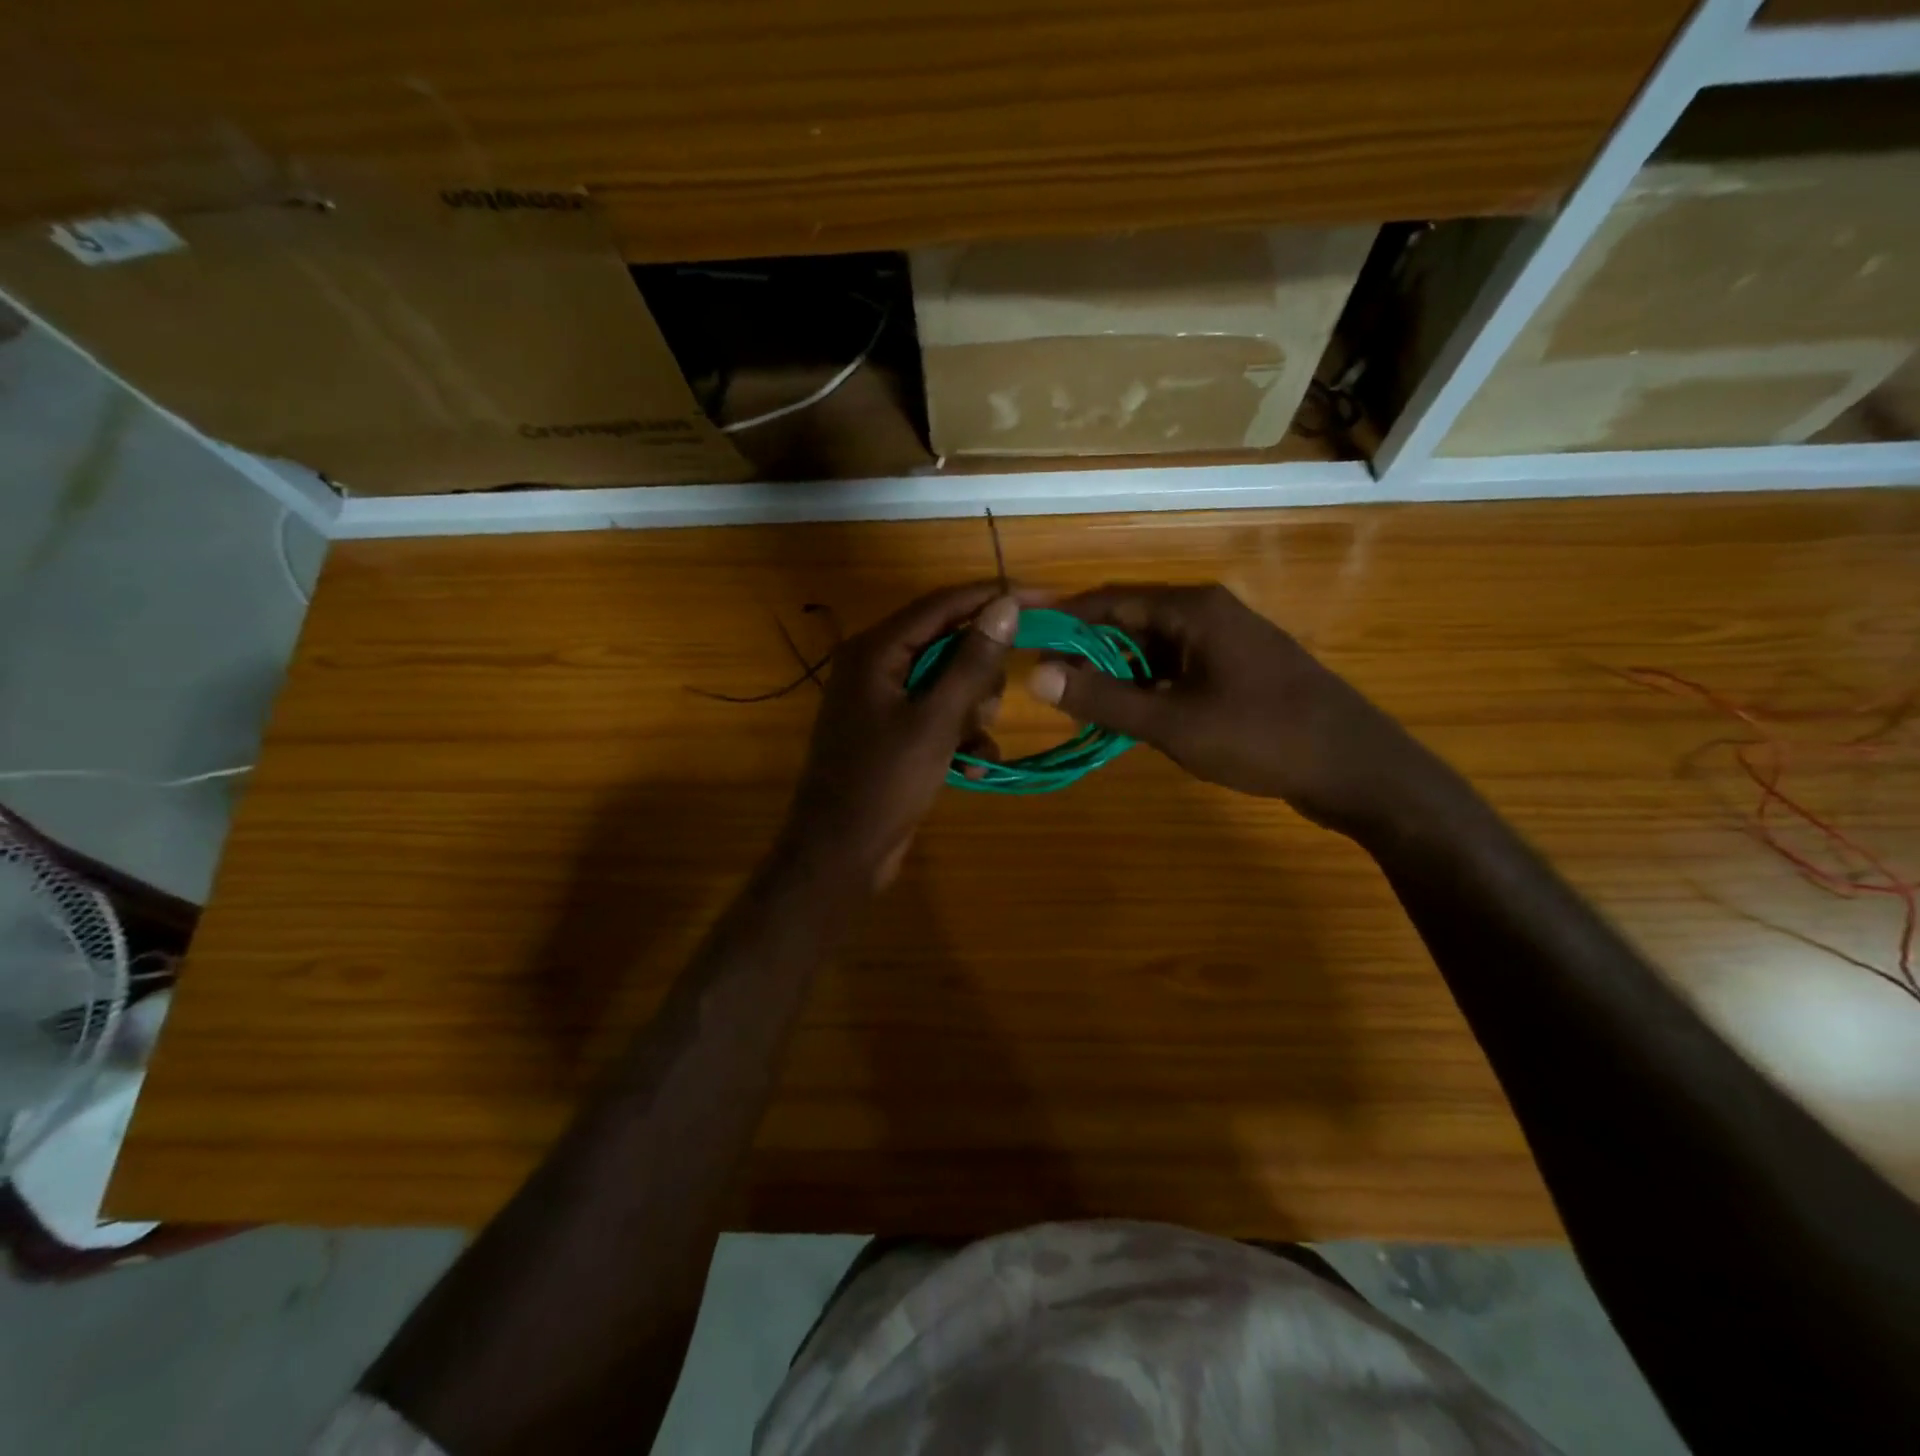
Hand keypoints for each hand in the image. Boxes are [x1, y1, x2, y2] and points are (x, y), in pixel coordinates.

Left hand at [782, 582, 1018, 884]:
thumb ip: (972, 662)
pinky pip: (938, 715)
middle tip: (990, 706)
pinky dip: (959, 735)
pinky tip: (972, 766)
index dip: (995, 598)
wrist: (840, 853)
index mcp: (876, 649)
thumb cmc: (885, 782)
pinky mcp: (892, 730)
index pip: (944, 604)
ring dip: (972, 711)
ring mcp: (882, 699)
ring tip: (974, 742)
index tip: (1048, 600)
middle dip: (979, 675)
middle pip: (948, 643)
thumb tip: (1006, 604)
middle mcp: (876, 664)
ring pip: (948, 682)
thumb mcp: (936, 721)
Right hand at [1027, 583, 1435, 837]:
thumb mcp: (1172, 721)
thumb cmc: (1261, 737)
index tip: (1026, 640)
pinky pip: (1179, 667)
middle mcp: (1209, 612)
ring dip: (1118, 674)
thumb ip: (1103, 698)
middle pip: (1131, 621)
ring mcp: (1228, 640)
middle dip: (1089, 653)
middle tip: (1051, 687)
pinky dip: (1149, 687)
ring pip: (1154, 648)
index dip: (1064, 619)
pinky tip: (1133, 717)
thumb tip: (1036, 676)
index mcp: (1193, 609)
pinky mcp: (1239, 668)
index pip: (1110, 600)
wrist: (1355, 768)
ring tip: (1084, 707)